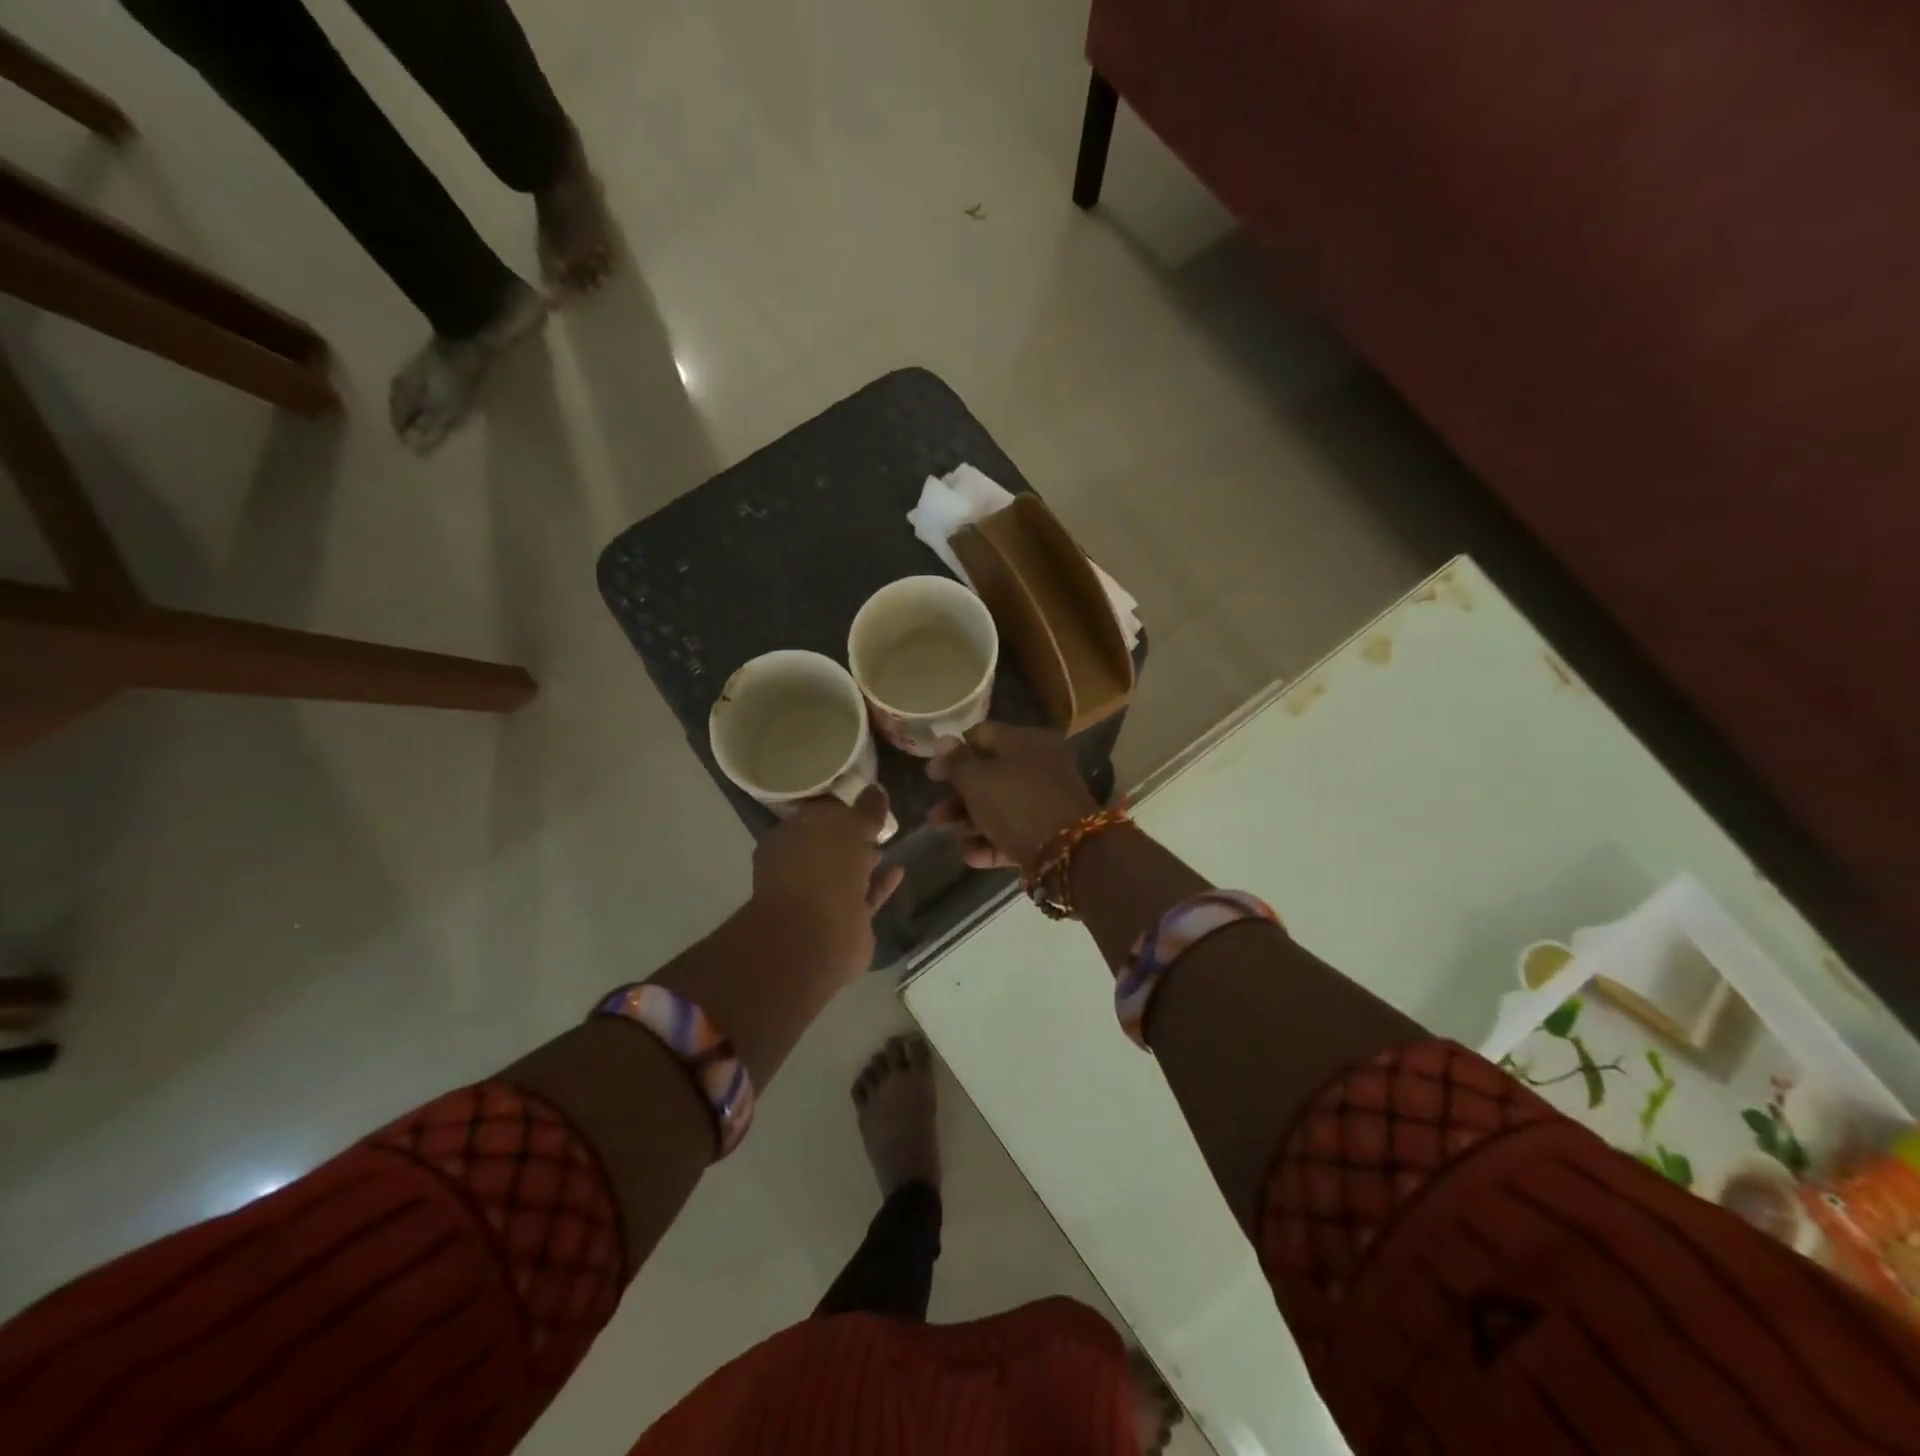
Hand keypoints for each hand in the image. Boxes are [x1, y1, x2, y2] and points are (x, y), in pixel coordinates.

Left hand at [751, 787, 904, 977]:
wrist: (817, 937)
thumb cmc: (822, 869)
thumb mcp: (846, 827)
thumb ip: (864, 809)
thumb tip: (876, 790)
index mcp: (787, 839)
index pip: (814, 815)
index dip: (840, 806)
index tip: (865, 796)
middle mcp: (799, 867)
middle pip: (829, 844)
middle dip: (851, 833)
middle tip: (879, 818)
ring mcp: (820, 897)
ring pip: (847, 872)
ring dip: (866, 858)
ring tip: (890, 840)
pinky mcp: (843, 921)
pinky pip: (865, 896)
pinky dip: (880, 884)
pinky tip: (900, 870)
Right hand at [928, 723, 1101, 871]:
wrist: (1068, 851)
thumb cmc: (1016, 803)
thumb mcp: (977, 780)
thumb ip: (956, 762)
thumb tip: (942, 741)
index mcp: (1025, 741)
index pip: (982, 735)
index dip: (952, 752)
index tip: (931, 775)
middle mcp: (1039, 765)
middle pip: (989, 775)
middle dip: (958, 796)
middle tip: (935, 815)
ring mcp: (1046, 799)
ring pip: (1000, 805)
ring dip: (970, 821)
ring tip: (947, 836)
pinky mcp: (1050, 832)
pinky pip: (1014, 831)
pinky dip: (991, 841)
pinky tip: (970, 856)